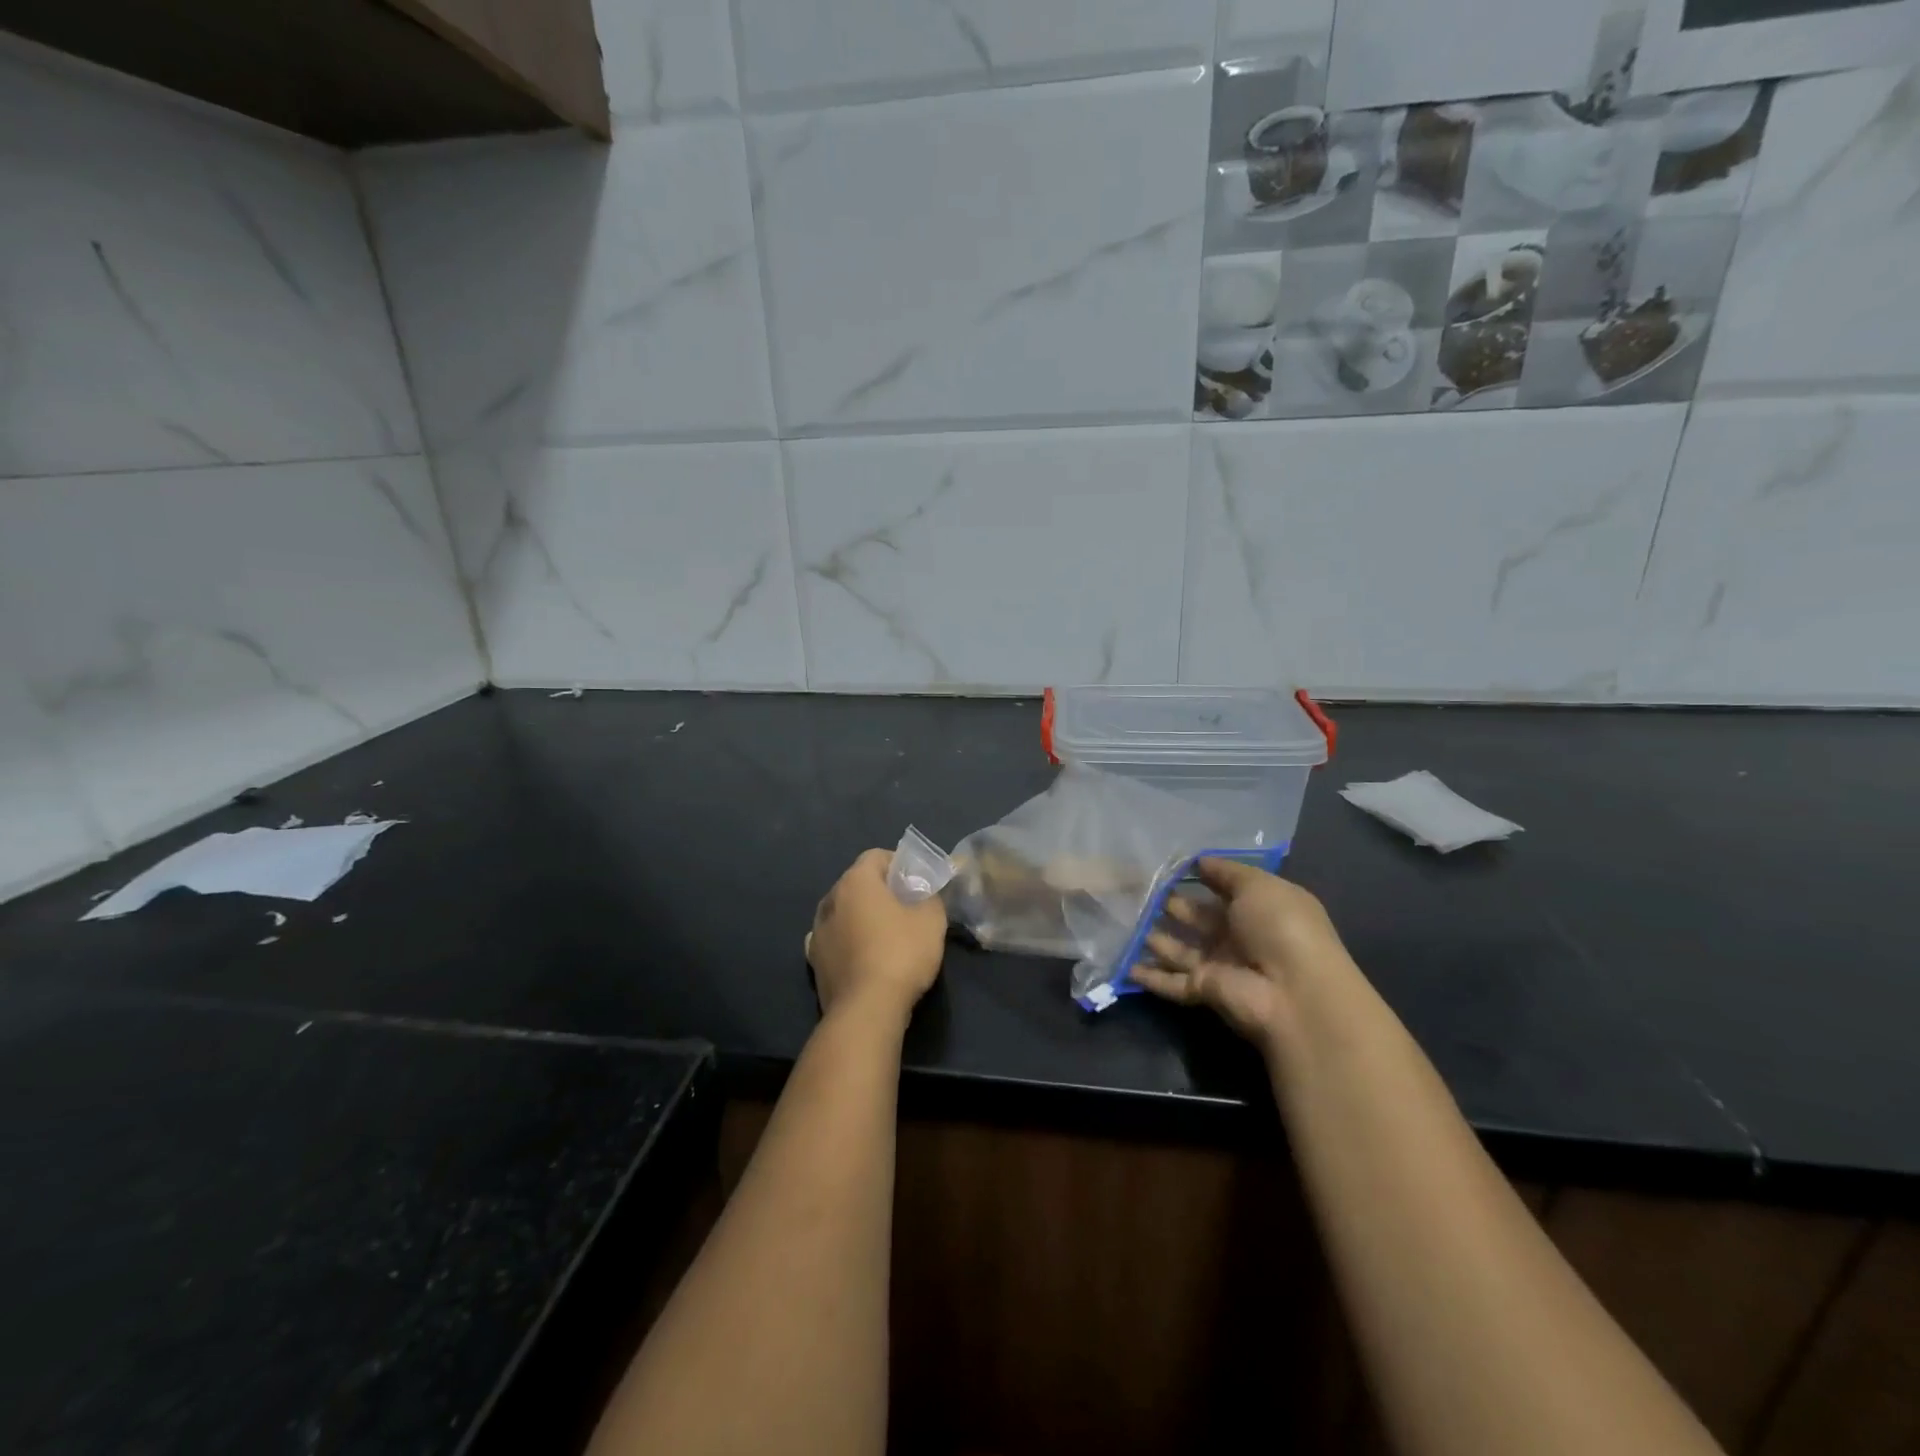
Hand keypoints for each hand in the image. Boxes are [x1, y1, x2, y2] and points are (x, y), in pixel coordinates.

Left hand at [806, 848, 947, 1021]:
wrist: (867, 1009)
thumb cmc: (902, 953)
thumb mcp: (932, 918)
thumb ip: (930, 896)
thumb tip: (925, 893)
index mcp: (856, 881)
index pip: (876, 856)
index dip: (899, 864)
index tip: (918, 882)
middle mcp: (830, 899)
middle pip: (857, 883)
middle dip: (880, 889)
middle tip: (906, 906)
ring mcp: (817, 931)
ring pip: (843, 911)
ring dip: (861, 915)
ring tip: (885, 933)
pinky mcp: (814, 961)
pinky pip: (834, 938)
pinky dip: (847, 940)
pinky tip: (862, 953)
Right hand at [1134, 858, 1353, 1056]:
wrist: (1293, 992)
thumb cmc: (1281, 927)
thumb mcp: (1259, 886)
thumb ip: (1226, 872)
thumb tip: (1200, 860)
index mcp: (1258, 909)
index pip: (1223, 890)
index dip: (1198, 878)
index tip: (1165, 866)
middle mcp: (1239, 937)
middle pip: (1197, 919)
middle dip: (1170, 905)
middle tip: (1134, 889)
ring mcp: (1220, 966)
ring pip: (1180, 949)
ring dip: (1155, 937)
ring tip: (1122, 918)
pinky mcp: (1203, 990)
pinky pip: (1171, 982)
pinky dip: (1149, 976)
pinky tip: (1123, 964)